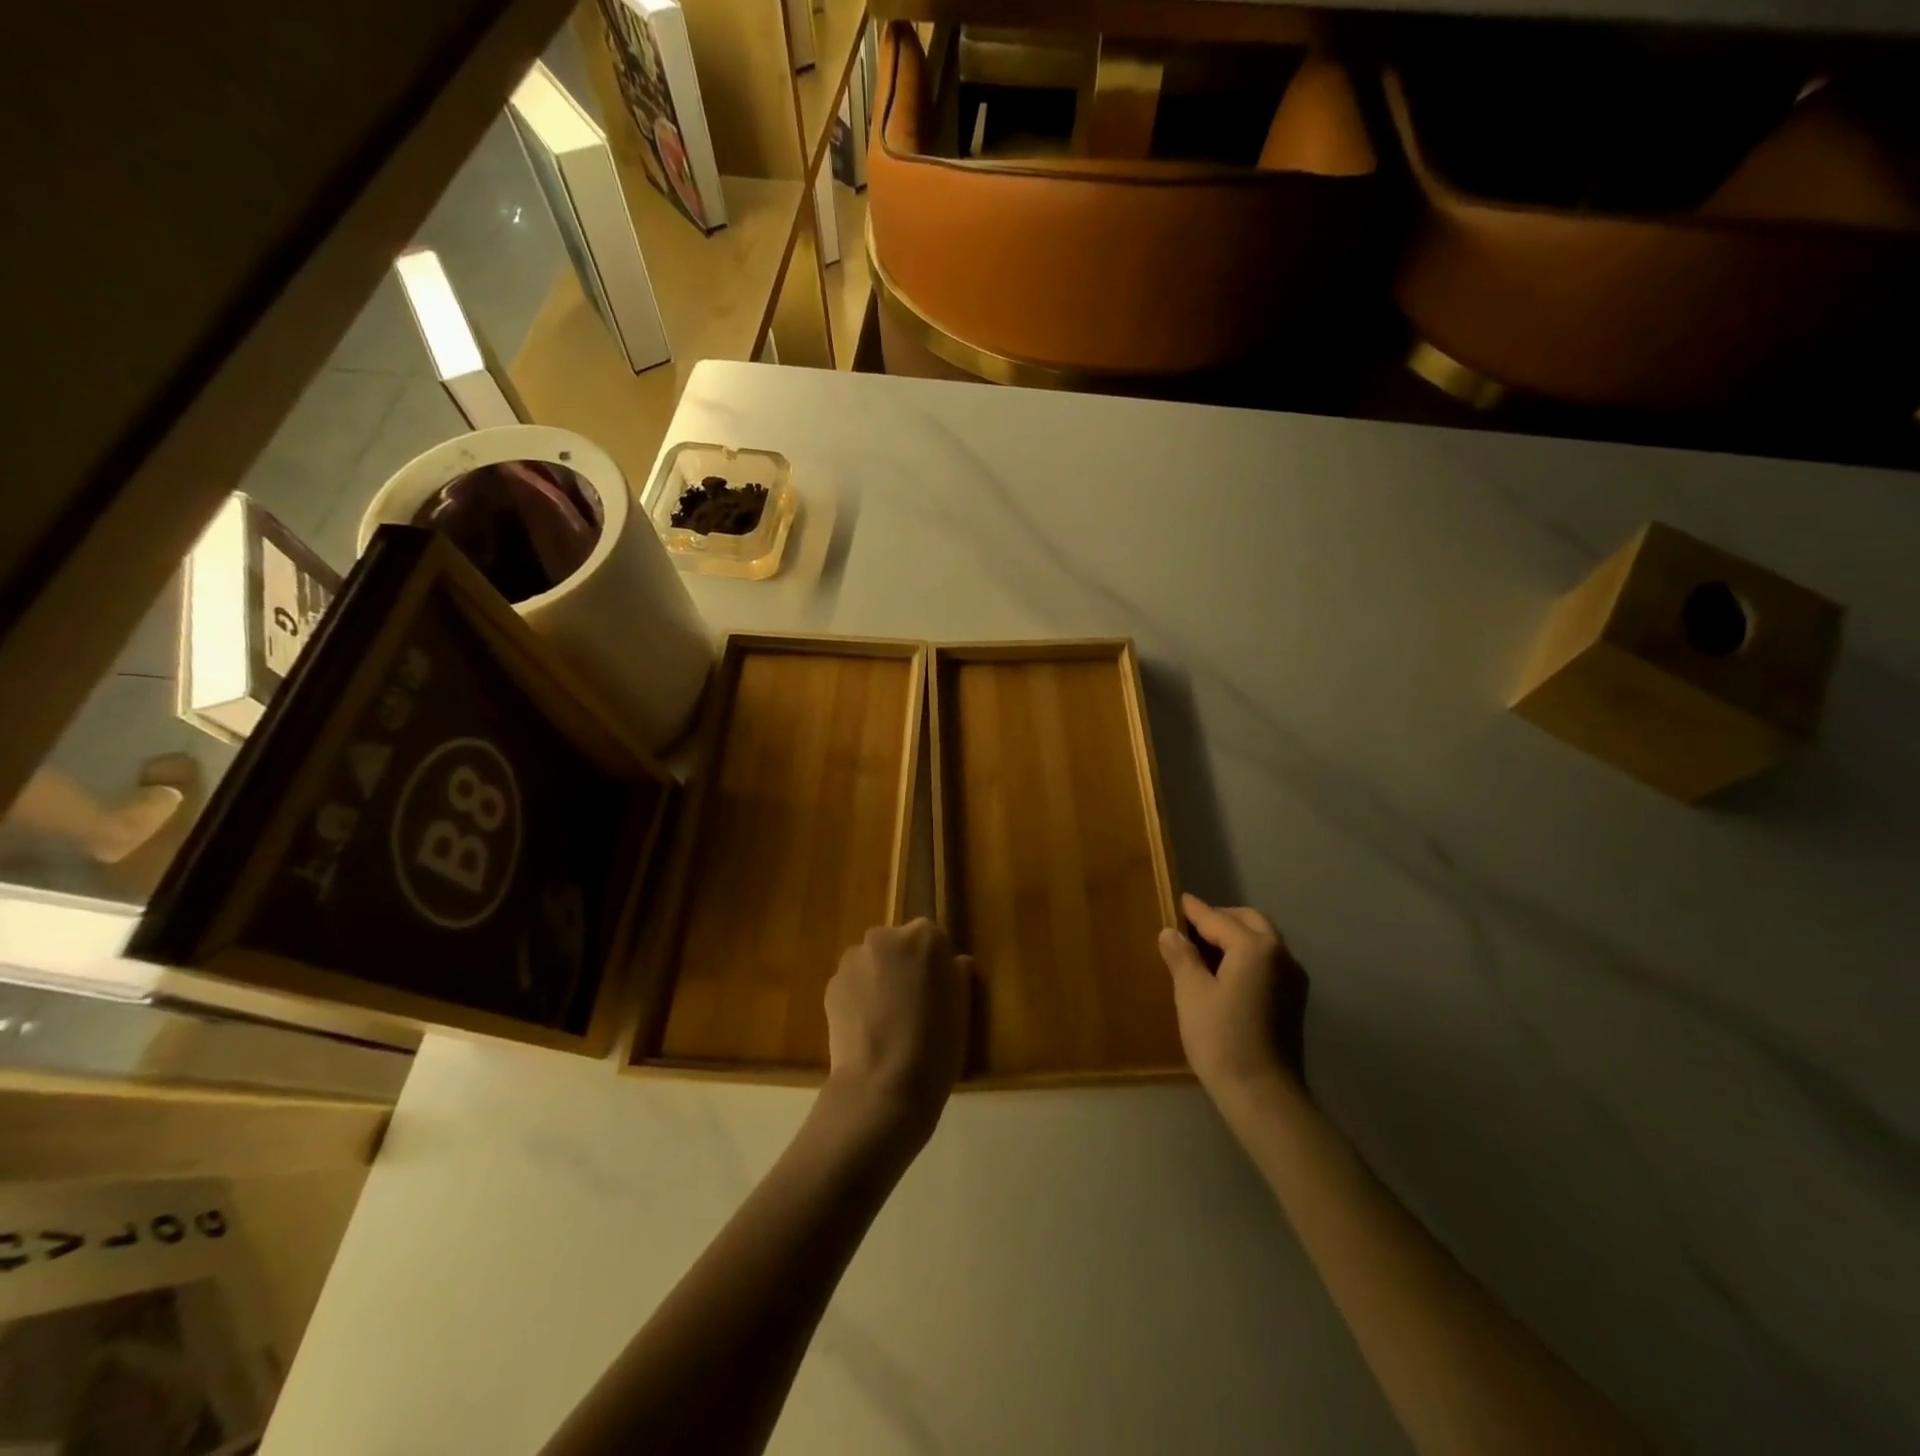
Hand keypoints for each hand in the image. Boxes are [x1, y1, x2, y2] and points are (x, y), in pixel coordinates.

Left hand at [823, 919, 970, 1144]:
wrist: (883, 1086)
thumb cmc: (935, 1045)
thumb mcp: (962, 1008)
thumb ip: (957, 974)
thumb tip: (954, 962)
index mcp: (924, 936)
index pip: (931, 938)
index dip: (935, 965)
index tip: (937, 991)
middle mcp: (884, 937)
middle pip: (897, 945)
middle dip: (902, 966)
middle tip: (912, 1005)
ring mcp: (853, 960)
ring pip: (871, 963)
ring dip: (878, 980)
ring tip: (886, 1021)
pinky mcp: (830, 985)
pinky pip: (852, 984)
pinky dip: (858, 998)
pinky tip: (867, 1030)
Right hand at [1158, 894, 1308, 1105]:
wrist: (1264, 1095)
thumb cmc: (1222, 1038)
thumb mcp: (1191, 993)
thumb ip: (1182, 957)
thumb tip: (1171, 933)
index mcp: (1255, 947)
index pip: (1218, 919)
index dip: (1195, 910)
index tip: (1178, 899)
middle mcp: (1280, 955)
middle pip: (1250, 922)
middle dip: (1222, 918)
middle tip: (1192, 925)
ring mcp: (1293, 979)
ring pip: (1264, 941)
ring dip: (1237, 936)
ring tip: (1205, 948)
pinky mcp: (1294, 1001)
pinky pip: (1269, 962)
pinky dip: (1248, 955)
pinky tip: (1226, 972)